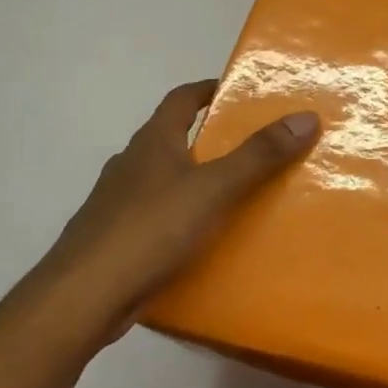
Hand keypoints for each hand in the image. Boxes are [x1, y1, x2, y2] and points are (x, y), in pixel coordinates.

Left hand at [39, 79, 318, 345]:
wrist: (81, 298)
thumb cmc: (150, 230)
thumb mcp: (214, 188)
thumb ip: (259, 155)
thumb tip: (306, 116)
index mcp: (152, 142)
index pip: (181, 99)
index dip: (207, 89)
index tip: (238, 91)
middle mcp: (130, 165)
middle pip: (173, 139)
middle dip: (209, 139)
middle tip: (252, 148)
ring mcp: (116, 204)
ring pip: (164, 181)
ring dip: (195, 181)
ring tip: (236, 196)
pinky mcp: (114, 241)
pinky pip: (157, 218)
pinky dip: (181, 219)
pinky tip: (202, 241)